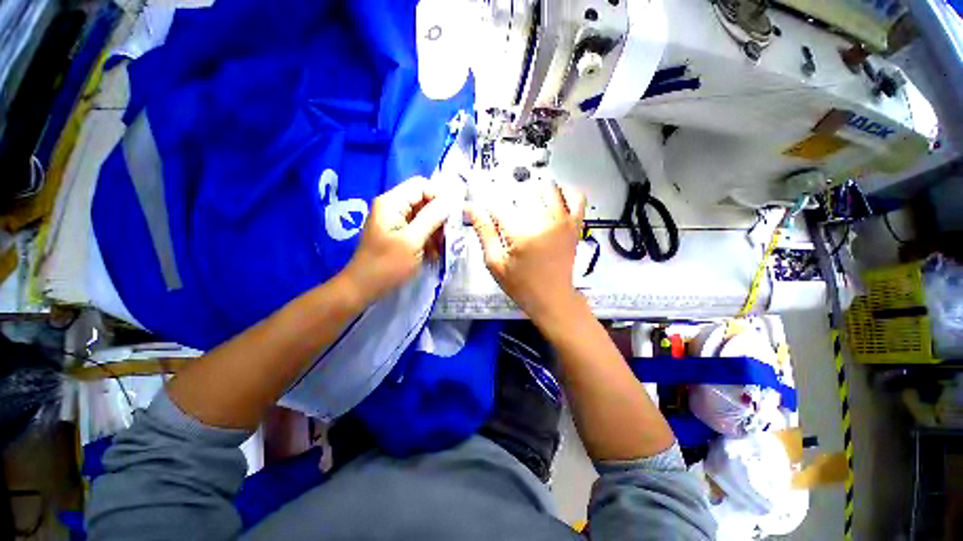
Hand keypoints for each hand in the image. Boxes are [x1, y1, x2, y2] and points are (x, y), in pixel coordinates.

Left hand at [341, 176, 450, 305]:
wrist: (364, 287)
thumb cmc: (387, 264)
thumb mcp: (412, 240)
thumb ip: (431, 218)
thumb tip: (450, 201)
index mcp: (392, 202)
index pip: (422, 185)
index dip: (439, 196)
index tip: (454, 214)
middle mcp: (393, 207)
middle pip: (423, 200)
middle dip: (439, 216)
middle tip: (449, 234)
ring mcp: (396, 221)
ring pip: (424, 216)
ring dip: (436, 229)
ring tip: (442, 246)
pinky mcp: (399, 233)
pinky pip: (419, 228)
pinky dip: (429, 238)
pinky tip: (434, 252)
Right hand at [468, 181, 585, 323]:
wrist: (553, 298)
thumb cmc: (521, 285)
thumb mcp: (495, 263)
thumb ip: (484, 232)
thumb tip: (471, 207)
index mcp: (522, 233)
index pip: (499, 205)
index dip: (487, 208)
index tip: (485, 215)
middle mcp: (545, 221)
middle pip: (522, 192)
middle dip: (509, 202)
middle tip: (506, 221)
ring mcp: (564, 220)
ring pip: (546, 188)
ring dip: (532, 194)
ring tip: (525, 210)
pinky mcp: (575, 224)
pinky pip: (576, 197)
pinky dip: (564, 193)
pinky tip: (552, 201)